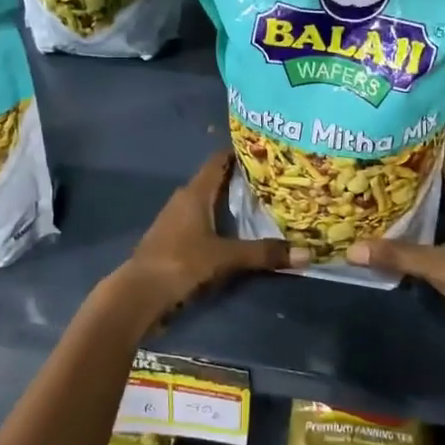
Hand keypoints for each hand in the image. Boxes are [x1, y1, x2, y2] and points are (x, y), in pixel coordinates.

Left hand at [107, 151, 300, 330]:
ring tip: (263, 204)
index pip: (219, 160)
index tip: (267, 151)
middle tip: (274, 180)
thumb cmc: (180, 262)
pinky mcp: (174, 239)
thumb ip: (263, 254)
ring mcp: (176, 220)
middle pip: (216, 181)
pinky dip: (221, 221)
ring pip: (209, 202)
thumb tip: (306, 254)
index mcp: (195, 193)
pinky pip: (203, 221)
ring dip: (231, 203)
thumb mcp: (225, 258)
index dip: (240, 153)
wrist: (138, 293)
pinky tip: (238, 232)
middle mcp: (184, 199)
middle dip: (242, 179)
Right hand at [345, 153, 444, 362]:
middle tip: (378, 163)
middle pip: (443, 181)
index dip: (429, 145)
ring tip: (381, 190)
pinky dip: (425, 222)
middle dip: (413, 172)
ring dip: (418, 199)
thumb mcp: (439, 267)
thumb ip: (397, 255)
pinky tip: (401, 227)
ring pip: (443, 205)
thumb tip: (352, 249)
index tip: (400, 132)